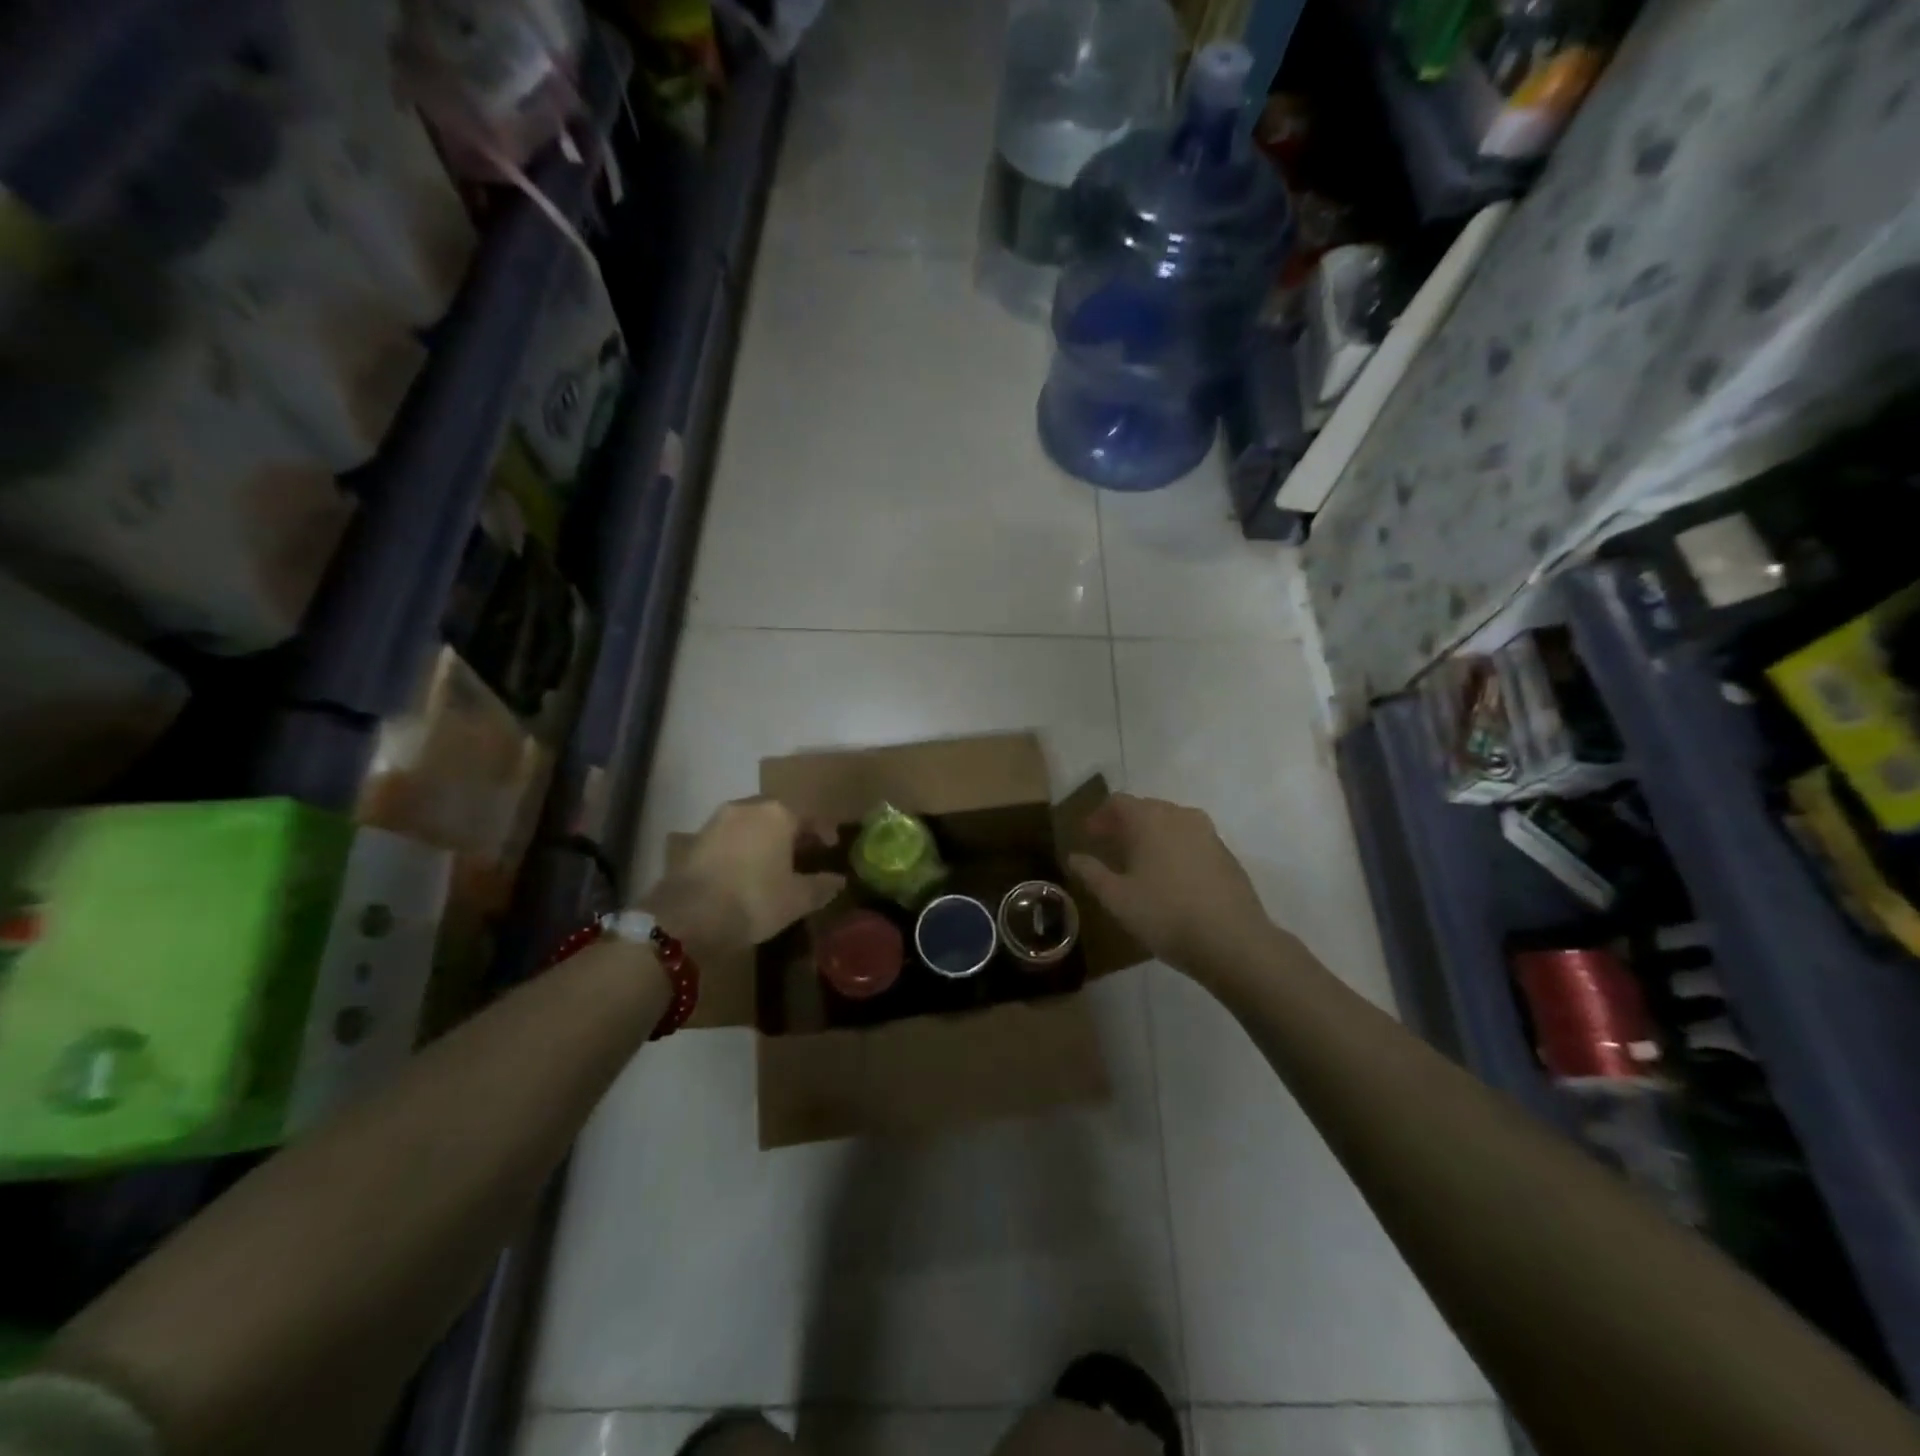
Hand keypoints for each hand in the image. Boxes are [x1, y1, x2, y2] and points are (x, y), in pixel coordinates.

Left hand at [641, 797, 843, 959]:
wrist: (687, 915)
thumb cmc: (754, 900)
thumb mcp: (797, 899)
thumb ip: (822, 886)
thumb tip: (839, 880)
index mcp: (778, 813)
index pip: (810, 816)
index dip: (824, 832)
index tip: (832, 847)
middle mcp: (748, 807)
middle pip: (779, 815)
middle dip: (793, 833)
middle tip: (804, 854)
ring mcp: (718, 820)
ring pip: (752, 824)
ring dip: (766, 839)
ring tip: (775, 863)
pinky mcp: (695, 839)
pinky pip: (730, 838)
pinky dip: (743, 849)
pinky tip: (746, 871)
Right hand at [1067, 794, 1273, 976]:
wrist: (1233, 941)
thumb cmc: (1166, 915)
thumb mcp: (1117, 899)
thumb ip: (1092, 873)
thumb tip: (1074, 857)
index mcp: (1149, 819)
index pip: (1118, 802)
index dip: (1099, 816)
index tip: (1088, 836)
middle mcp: (1179, 815)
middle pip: (1145, 808)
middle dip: (1124, 824)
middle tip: (1109, 847)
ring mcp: (1208, 832)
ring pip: (1170, 823)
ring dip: (1150, 835)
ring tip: (1138, 862)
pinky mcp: (1225, 853)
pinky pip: (1190, 839)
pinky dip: (1173, 847)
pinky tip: (1170, 876)